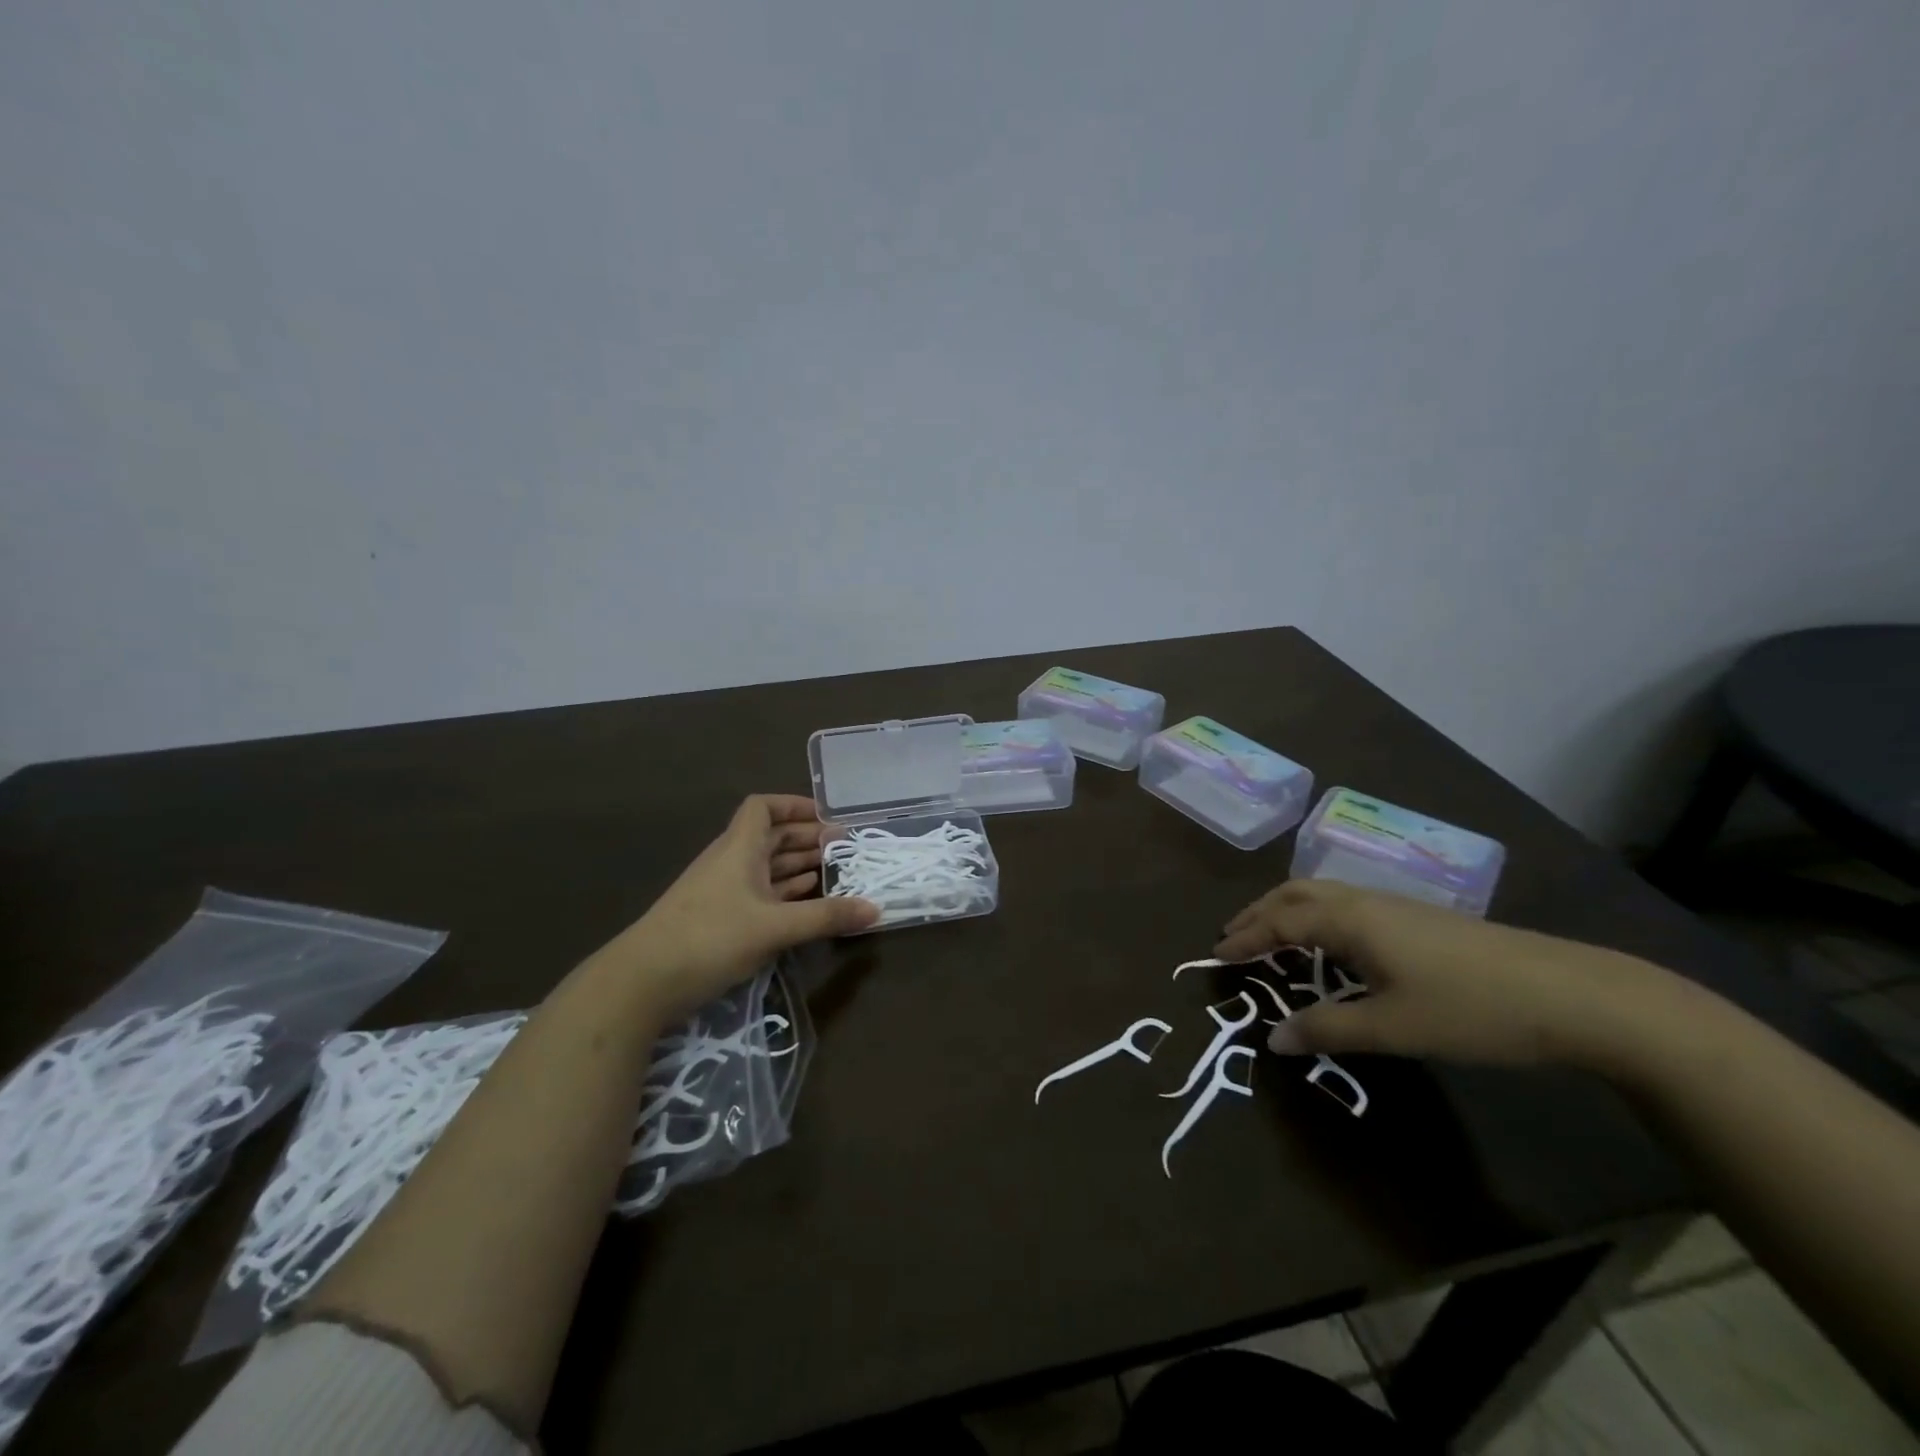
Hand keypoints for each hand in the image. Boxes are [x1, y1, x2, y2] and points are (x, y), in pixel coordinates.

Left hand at [597, 795, 877, 1025]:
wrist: (641, 982)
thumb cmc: (709, 938)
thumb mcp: (774, 927)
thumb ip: (825, 916)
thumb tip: (876, 909)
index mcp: (739, 848)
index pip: (763, 807)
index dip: (794, 805)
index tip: (827, 818)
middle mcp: (730, 862)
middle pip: (770, 836)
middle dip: (806, 838)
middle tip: (843, 848)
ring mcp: (721, 891)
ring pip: (765, 866)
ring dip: (797, 865)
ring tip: (833, 871)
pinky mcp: (717, 919)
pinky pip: (758, 893)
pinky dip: (783, 891)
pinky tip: (804, 900)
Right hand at [1216, 880, 1692, 1071]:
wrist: (1572, 994)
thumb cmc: (1470, 1010)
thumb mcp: (1393, 1028)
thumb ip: (1328, 1029)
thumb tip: (1274, 1039)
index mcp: (1350, 920)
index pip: (1280, 922)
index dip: (1245, 938)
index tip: (1216, 955)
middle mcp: (1365, 901)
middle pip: (1296, 892)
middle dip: (1259, 912)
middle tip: (1234, 937)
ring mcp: (1396, 906)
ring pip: (1323, 893)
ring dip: (1288, 910)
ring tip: (1273, 938)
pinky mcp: (1420, 919)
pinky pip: (1346, 904)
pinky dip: (1318, 915)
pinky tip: (1332, 945)